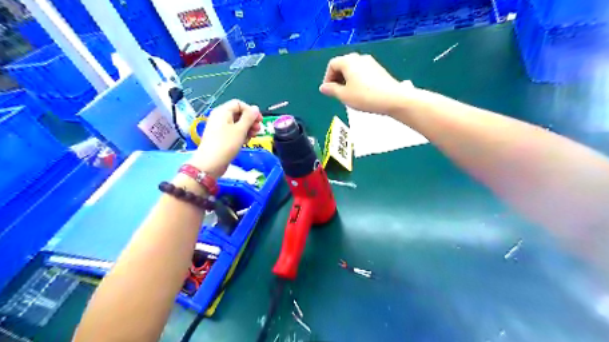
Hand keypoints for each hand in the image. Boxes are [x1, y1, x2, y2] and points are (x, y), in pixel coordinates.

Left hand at [189, 99, 261, 177]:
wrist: (210, 163)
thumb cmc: (226, 144)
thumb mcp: (240, 130)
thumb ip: (249, 118)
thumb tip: (255, 108)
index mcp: (223, 112)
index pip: (239, 104)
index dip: (250, 110)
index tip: (259, 120)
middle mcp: (220, 117)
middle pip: (238, 114)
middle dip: (250, 121)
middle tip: (258, 130)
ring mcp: (220, 128)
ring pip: (237, 124)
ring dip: (248, 129)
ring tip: (253, 136)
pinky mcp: (221, 138)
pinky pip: (233, 132)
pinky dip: (241, 135)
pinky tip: (246, 141)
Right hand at [319, 52, 408, 114]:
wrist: (392, 98)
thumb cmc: (365, 96)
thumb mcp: (344, 96)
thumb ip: (332, 90)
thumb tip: (323, 87)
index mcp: (348, 61)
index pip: (332, 65)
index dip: (327, 78)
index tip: (328, 90)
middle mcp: (359, 58)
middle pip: (343, 65)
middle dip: (337, 78)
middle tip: (337, 93)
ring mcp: (370, 62)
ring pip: (353, 69)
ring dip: (347, 80)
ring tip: (348, 94)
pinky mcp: (378, 69)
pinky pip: (362, 72)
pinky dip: (357, 80)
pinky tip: (360, 92)